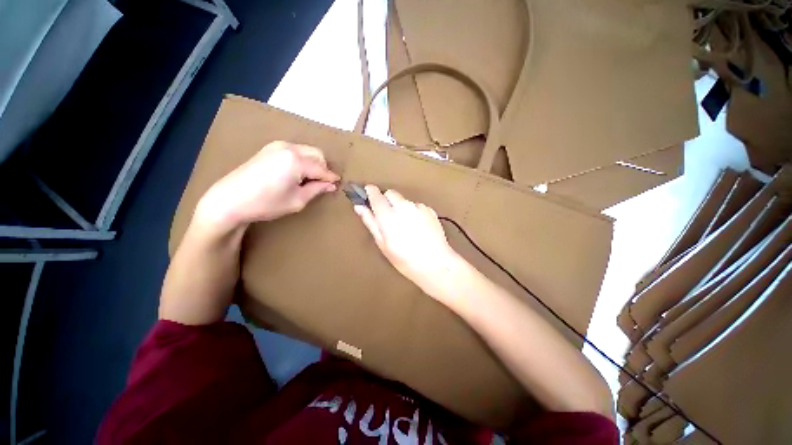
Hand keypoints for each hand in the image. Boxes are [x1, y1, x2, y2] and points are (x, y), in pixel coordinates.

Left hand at [196, 141, 339, 230]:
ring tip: (308, 180)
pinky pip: (295, 151)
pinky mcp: (269, 148)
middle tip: (321, 184)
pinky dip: (302, 160)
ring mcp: (277, 145)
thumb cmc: (266, 204)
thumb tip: (331, 185)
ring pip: (307, 151)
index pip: (322, 169)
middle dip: (323, 168)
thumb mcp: (297, 200)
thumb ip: (317, 189)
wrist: (229, 200)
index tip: (338, 185)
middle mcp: (289, 148)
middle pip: (317, 154)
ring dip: (313, 163)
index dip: (331, 178)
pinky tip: (296, 174)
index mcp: (297, 161)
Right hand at [354, 185, 460, 292]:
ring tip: (406, 226)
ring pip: (404, 200)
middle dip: (386, 200)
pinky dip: (414, 212)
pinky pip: (417, 206)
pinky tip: (418, 227)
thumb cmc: (405, 259)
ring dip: (401, 207)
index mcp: (388, 215)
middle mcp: (403, 206)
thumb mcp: (383, 244)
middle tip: (387, 216)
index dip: (370, 192)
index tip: (368, 193)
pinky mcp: (430, 210)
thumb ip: (371, 223)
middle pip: (391, 193)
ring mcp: (418, 207)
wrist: (436, 264)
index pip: (376, 195)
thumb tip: (359, 207)